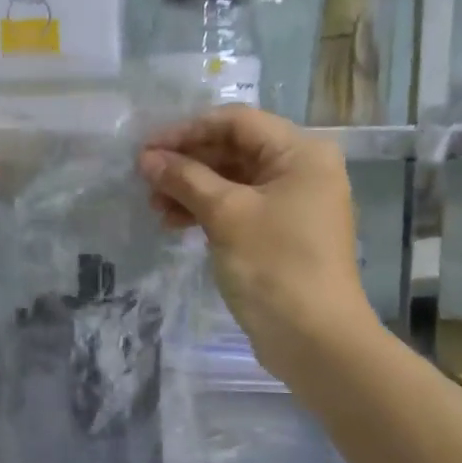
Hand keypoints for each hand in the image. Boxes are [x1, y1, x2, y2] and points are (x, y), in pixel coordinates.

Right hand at [139, 107, 371, 379]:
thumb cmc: (274, 266)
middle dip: (188, 163)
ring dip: (192, 189)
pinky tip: (175, 224)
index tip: (147, 149)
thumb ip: (185, 179)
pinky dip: (208, 211)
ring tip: (155, 207)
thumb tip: (147, 158)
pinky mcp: (281, 232)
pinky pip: (239, 207)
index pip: (236, 122)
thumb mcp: (226, 215)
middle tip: (146, 181)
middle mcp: (301, 169)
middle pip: (234, 149)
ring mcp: (292, 202)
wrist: (315, 340)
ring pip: (233, 180)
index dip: (188, 131)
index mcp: (301, 152)